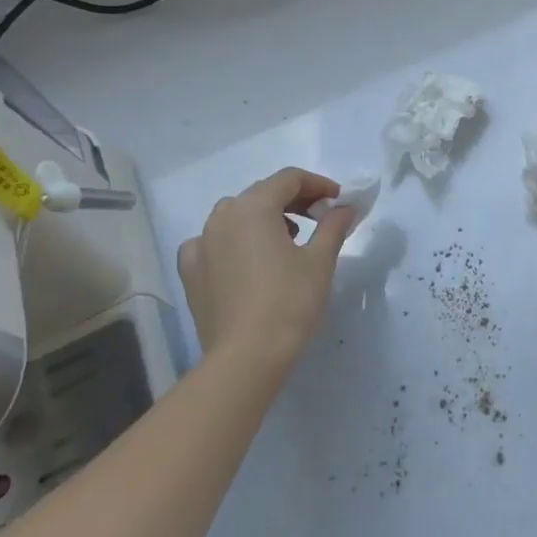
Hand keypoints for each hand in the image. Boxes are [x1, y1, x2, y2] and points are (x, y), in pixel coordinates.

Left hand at [176, 168, 357, 368]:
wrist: (246, 357)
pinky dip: (233, 242)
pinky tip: (247, 260)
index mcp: (253, 207)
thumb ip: (333, 226)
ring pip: (236, 215)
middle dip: (294, 200)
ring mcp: (201, 243)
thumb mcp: (321, 260)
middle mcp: (222, 216)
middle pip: (262, 194)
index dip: (318, 185)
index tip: (339, 201)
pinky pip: (213, 242)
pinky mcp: (191, 271)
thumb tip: (345, 208)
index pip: (289, 179)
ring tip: (288, 240)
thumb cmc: (290, 302)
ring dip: (264, 218)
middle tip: (321, 218)